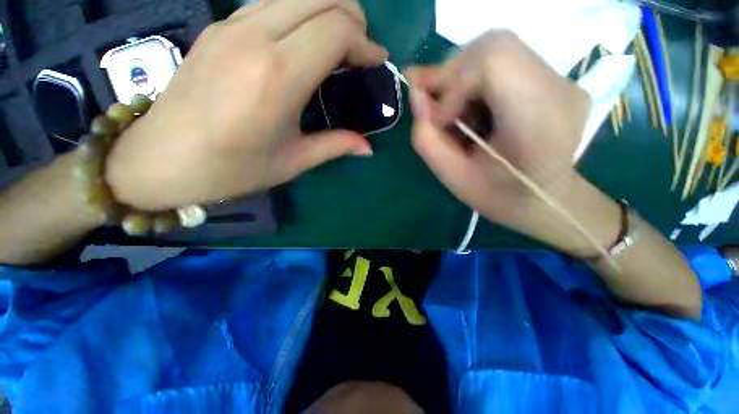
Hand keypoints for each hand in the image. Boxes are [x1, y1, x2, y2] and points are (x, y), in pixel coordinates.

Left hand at [106, 0, 386, 210]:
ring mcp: (231, 26)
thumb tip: (368, 148)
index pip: (336, 29)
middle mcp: (255, 37)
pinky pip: (270, 2)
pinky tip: (304, 42)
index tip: (377, 62)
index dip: (365, 43)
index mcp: (278, 76)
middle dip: (352, 16)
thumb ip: (336, 146)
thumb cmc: (232, 168)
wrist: (160, 160)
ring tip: (338, 44)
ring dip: (326, 9)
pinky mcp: (218, 28)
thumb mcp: (293, 161)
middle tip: (361, 49)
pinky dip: (299, 12)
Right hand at [407, 31, 618, 253]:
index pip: (493, 61)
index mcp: (538, 122)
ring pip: (497, 49)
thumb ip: (426, 138)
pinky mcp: (557, 79)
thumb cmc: (498, 198)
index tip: (441, 120)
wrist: (545, 201)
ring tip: (457, 114)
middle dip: (452, 74)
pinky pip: (507, 62)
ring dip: (462, 78)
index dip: (453, 84)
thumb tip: (413, 91)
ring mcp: (563, 80)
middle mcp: (559, 89)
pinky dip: (477, 81)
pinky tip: (476, 110)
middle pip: (494, 45)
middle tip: (437, 108)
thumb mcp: (452, 179)